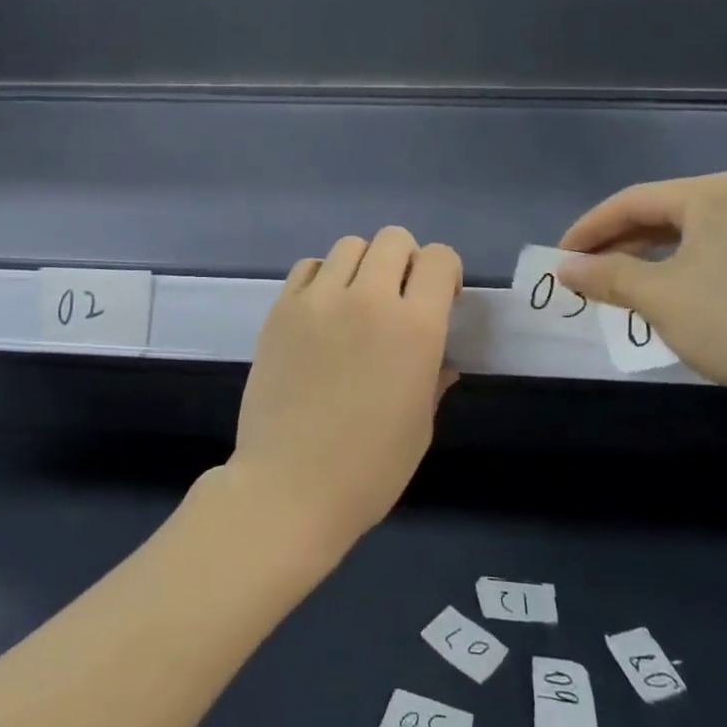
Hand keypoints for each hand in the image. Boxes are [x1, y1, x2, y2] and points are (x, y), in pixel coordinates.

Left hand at [225, 227, 461, 561]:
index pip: (439, 258)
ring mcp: (318, 300)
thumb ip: (433, 378)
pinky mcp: (281, 309)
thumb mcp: (419, 426)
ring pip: (350, 246)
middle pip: (394, 239)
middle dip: (407, 261)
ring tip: (357, 304)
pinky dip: (323, 278)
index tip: (441, 299)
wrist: (289, 487)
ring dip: (364, 266)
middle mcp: (368, 299)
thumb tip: (440, 360)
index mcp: (416, 327)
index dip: (446, 272)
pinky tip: (323, 312)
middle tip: (400, 299)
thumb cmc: (368, 469)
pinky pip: (309, 267)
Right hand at [555, 173, 726, 408]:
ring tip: (617, 286)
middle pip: (662, 213)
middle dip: (617, 244)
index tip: (559, 258)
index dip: (588, 229)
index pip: (632, 202)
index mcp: (714, 194)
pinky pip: (717, 250)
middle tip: (584, 274)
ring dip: (647, 257)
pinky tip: (666, 293)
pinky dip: (681, 267)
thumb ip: (604, 275)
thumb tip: (564, 268)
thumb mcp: (656, 297)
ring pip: (689, 234)